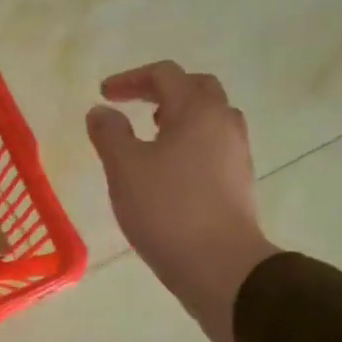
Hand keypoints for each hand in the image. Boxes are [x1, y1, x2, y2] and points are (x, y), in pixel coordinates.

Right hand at [87, 62, 278, 341]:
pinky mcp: (239, 182)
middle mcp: (224, 123)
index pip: (165, 75)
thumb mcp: (125, 168)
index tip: (105, 94)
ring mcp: (237, 154)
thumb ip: (109, 133)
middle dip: (162, 91)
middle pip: (196, 89)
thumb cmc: (168, 210)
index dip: (131, 79)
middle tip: (136, 105)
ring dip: (180, 117)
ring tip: (152, 136)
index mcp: (197, 111)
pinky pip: (214, 147)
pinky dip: (190, 143)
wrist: (221, 266)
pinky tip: (169, 170)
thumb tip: (101, 112)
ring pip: (210, 119)